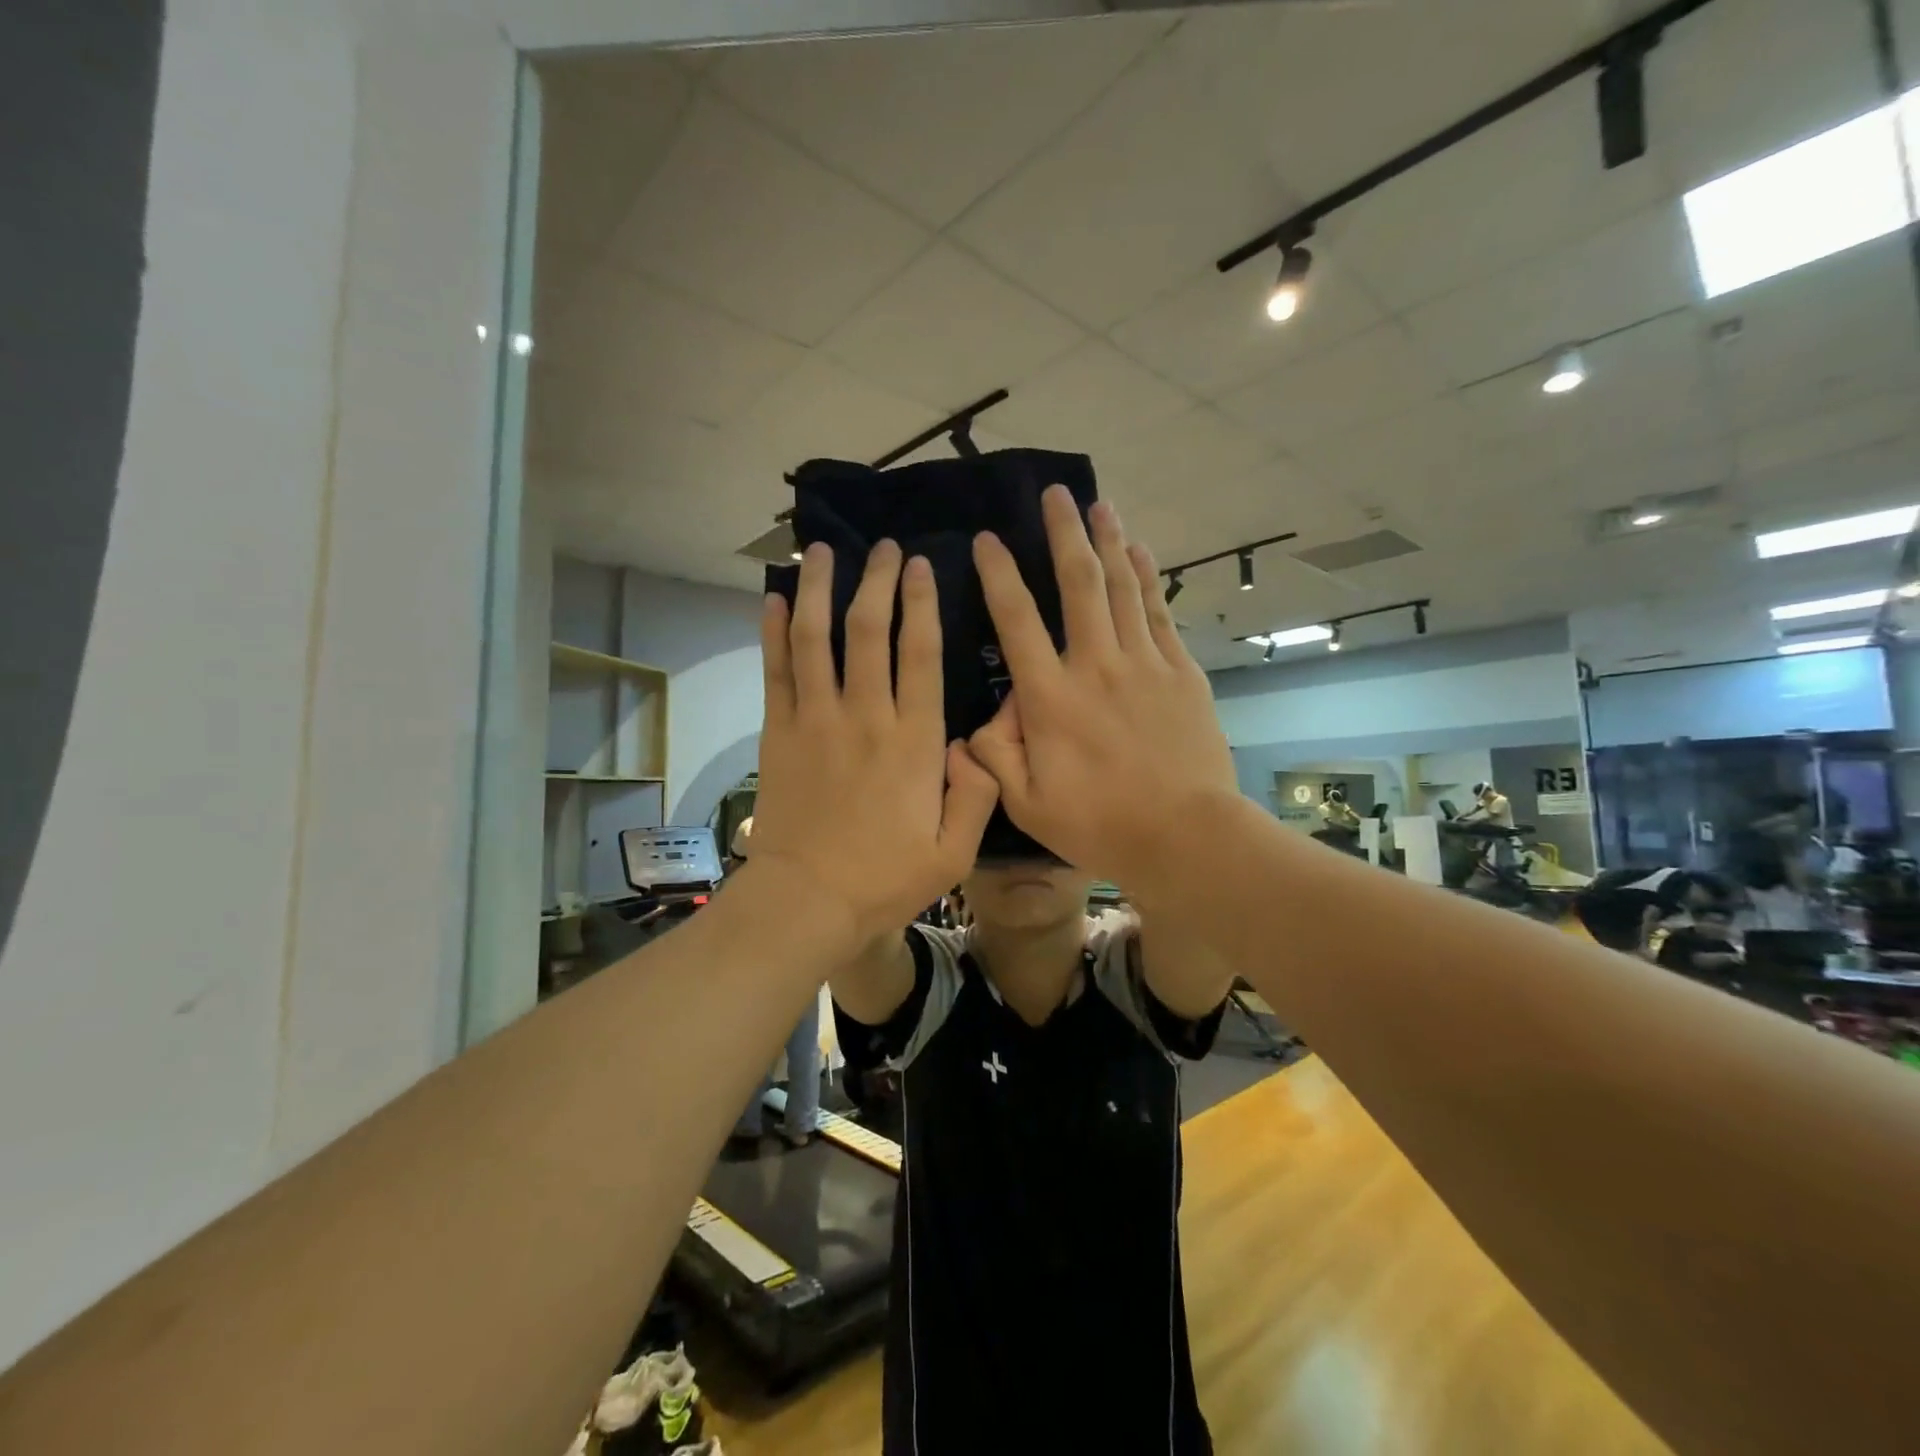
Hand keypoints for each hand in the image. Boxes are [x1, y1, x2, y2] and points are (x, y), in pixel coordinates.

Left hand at [749, 540, 998, 941]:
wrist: (808, 901)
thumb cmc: (885, 880)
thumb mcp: (954, 852)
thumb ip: (976, 794)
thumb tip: (975, 744)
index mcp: (914, 741)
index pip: (920, 654)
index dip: (921, 604)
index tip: (921, 566)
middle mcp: (865, 717)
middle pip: (868, 631)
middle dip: (877, 581)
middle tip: (884, 548)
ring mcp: (816, 721)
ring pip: (817, 639)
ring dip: (821, 591)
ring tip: (823, 553)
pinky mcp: (779, 734)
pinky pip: (775, 672)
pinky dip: (773, 633)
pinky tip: (774, 600)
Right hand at [966, 487, 1238, 894]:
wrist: (1185, 836)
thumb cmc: (1100, 824)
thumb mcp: (1027, 803)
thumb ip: (994, 756)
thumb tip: (986, 719)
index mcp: (1050, 698)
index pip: (1017, 621)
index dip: (999, 575)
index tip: (987, 540)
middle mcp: (1095, 665)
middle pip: (1078, 584)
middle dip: (1064, 533)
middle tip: (1056, 493)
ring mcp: (1143, 664)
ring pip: (1122, 587)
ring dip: (1109, 541)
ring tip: (1100, 505)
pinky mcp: (1180, 673)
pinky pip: (1160, 612)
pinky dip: (1148, 578)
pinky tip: (1141, 553)